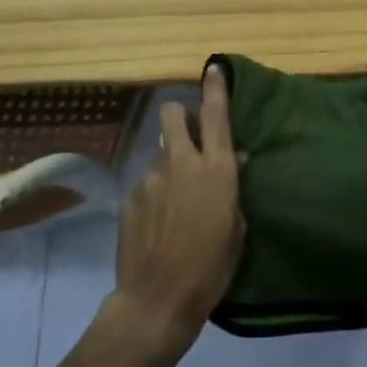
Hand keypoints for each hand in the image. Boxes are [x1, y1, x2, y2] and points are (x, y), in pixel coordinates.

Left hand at [106, 65, 244, 359]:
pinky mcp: (130, 196)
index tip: (214, 67)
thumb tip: (232, 160)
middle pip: (173, 114)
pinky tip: (157, 225)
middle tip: (187, 135)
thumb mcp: (236, 227)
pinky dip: (154, 196)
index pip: (216, 115)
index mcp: (215, 169)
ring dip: (169, 168)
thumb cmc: (211, 267)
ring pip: (160, 154)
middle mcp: (181, 163)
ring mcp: (150, 177)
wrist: (158, 299)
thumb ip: (231, 187)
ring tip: (174, 205)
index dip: (215, 87)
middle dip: (180, 115)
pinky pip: (146, 184)